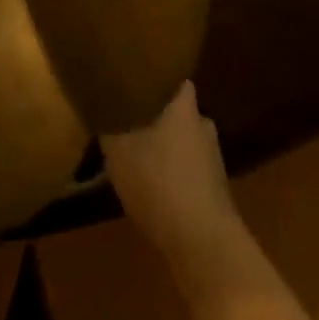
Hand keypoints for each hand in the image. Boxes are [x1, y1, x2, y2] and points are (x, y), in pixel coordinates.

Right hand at [102, 82, 242, 275]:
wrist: (202, 242)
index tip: (135, 80)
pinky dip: (172, 173)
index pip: (173, 77)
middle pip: (177, 110)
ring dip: (164, 147)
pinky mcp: (214, 188)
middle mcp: (203, 124)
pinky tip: (154, 187)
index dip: (154, 78)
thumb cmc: (158, 182)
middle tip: (129, 121)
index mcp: (184, 105)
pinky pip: (187, 169)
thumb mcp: (119, 151)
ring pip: (182, 140)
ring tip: (138, 156)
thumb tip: (104, 105)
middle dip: (156, 115)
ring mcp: (212, 157)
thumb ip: (110, 124)